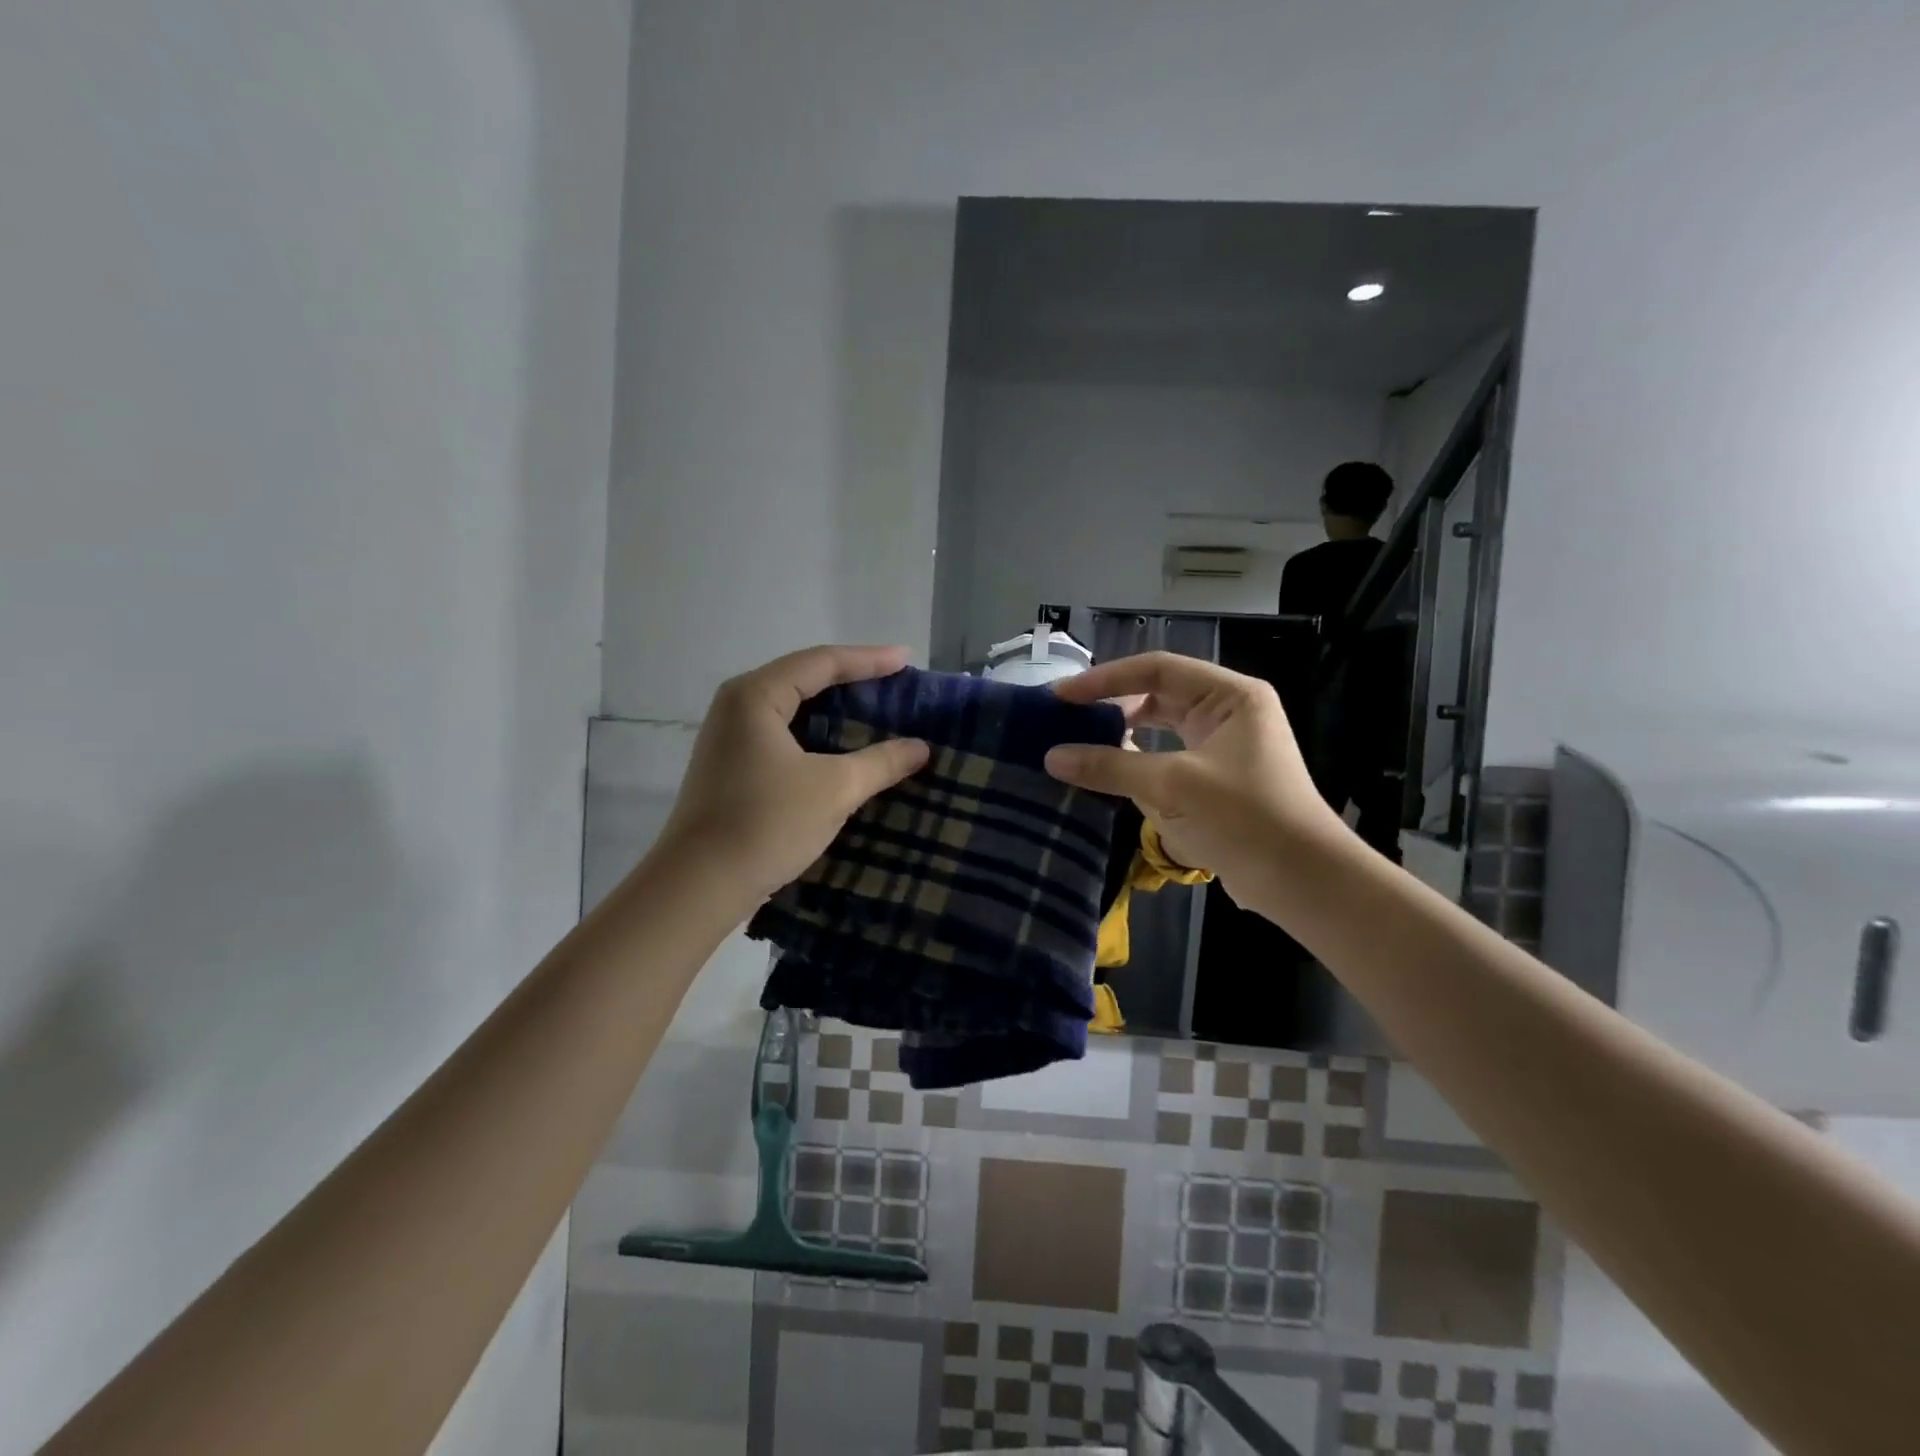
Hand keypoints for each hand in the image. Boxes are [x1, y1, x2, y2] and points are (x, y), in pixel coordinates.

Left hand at [655, 645, 930, 905]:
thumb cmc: (766, 824)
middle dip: (853, 680)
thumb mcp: (834, 789)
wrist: (699, 885)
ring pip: (793, 707)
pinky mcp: (732, 764)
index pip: (822, 663)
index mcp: (756, 695)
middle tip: (896, 683)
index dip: (869, 659)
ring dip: (835, 708)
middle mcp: (738, 705)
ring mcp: (730, 735)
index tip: (908, 660)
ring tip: (877, 710)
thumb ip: (881, 762)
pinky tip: (843, 747)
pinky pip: (784, 732)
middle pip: (804, 678)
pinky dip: (818, 733)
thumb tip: (921, 748)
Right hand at [1044, 653, 1345, 902]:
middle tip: (1066, 718)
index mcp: (1230, 696)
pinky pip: (1166, 758)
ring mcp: (1223, 746)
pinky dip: (1137, 761)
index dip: (1105, 679)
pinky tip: (1108, 772)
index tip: (1062, 696)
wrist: (1302, 881)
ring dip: (1123, 733)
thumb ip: (1110, 767)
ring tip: (1079, 741)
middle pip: (1159, 693)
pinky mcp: (1216, 779)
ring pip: (1161, 727)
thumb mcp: (1171, 787)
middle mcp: (1228, 712)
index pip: (1157, 669)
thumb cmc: (1243, 818)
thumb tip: (1051, 757)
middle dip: (1112, 704)